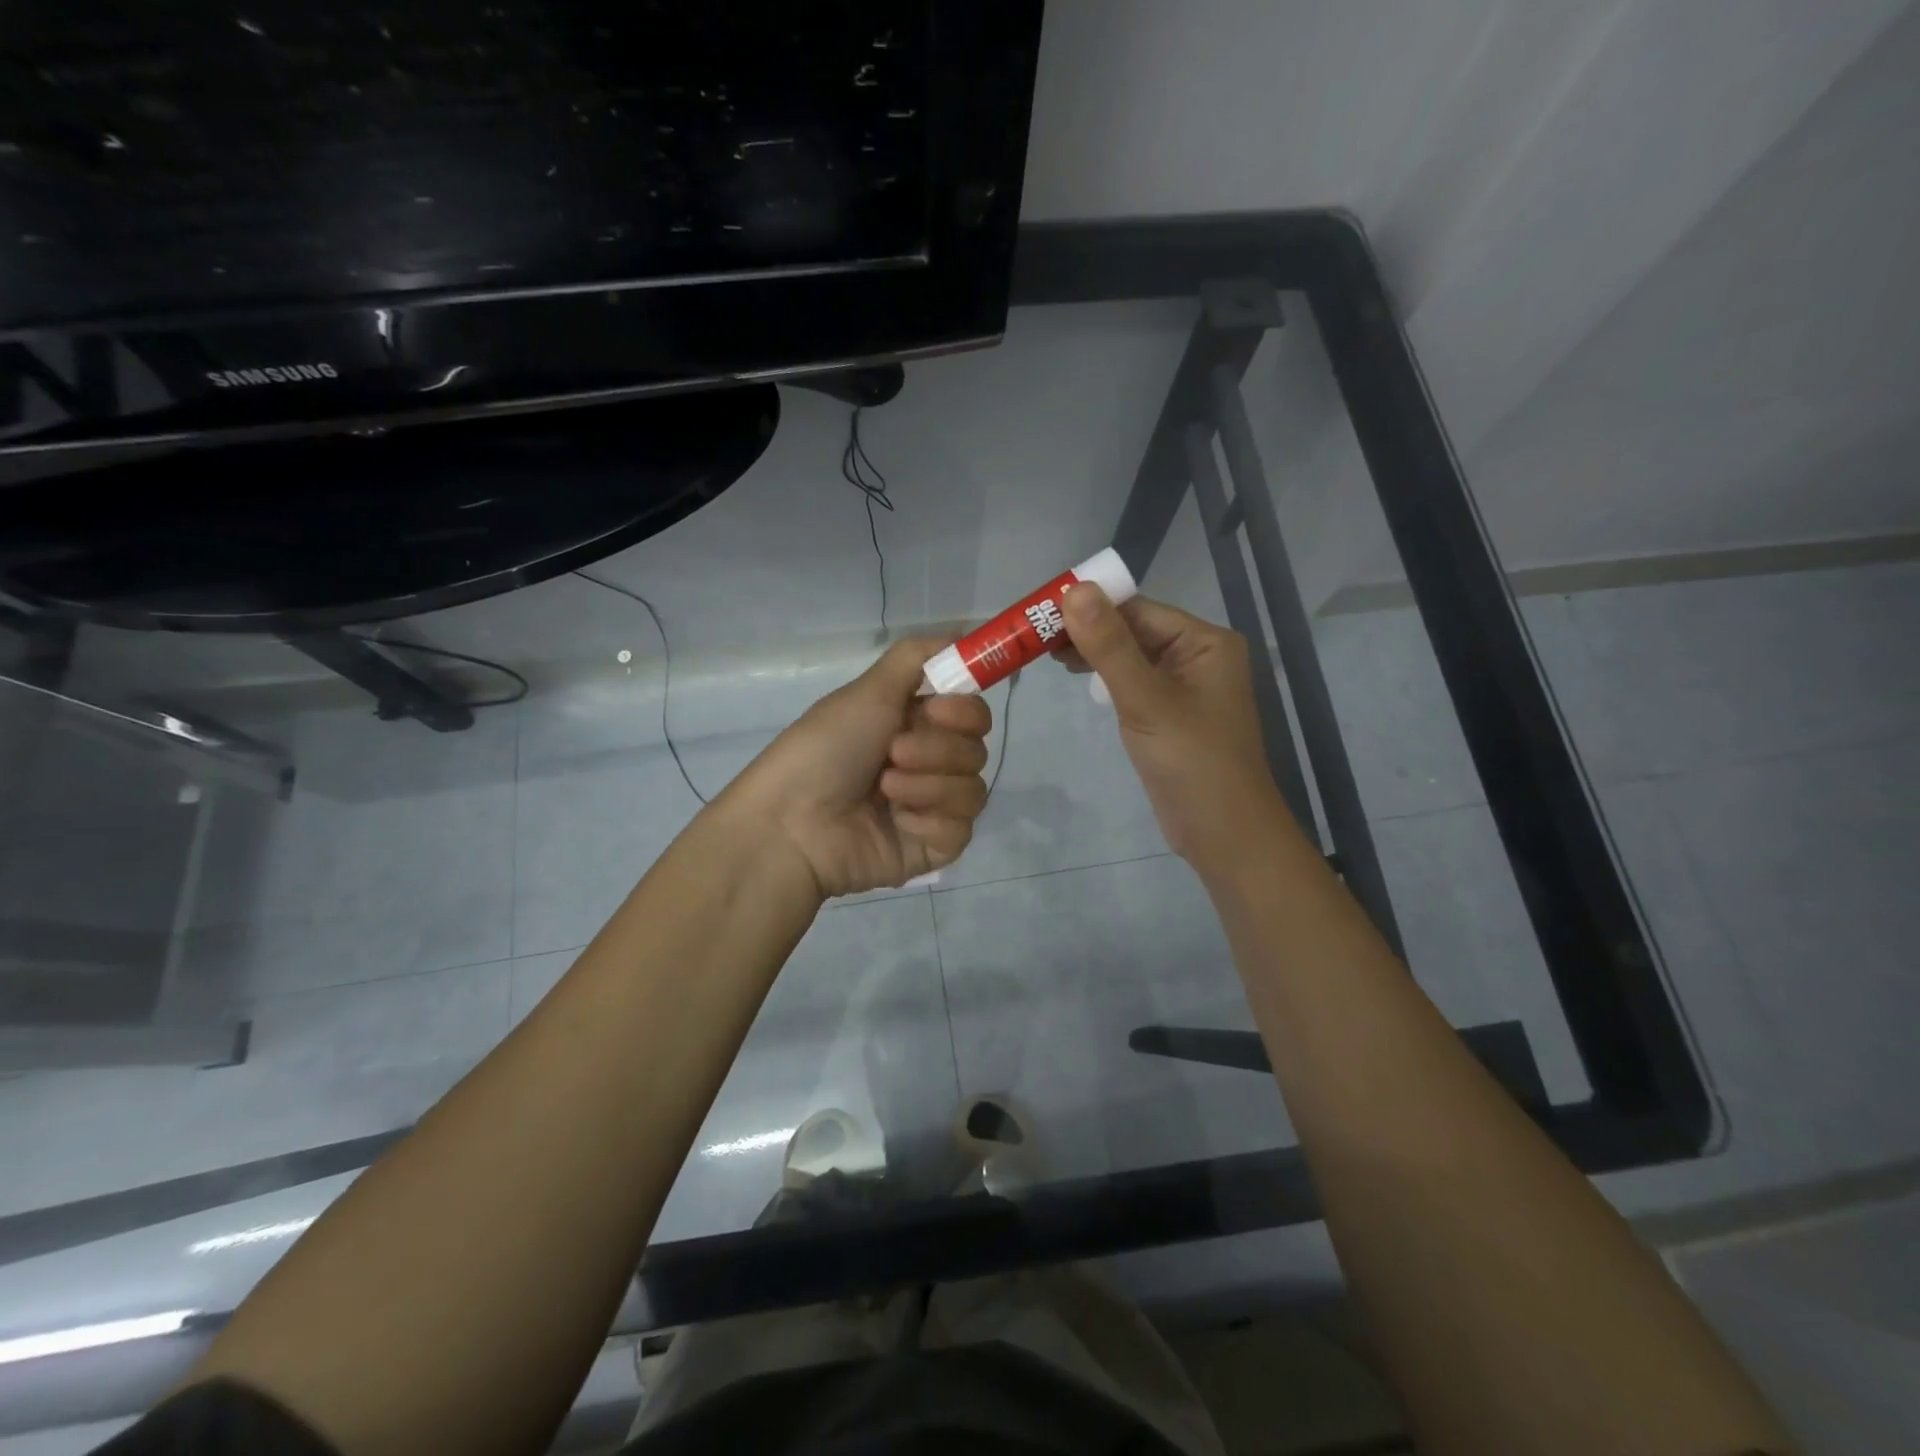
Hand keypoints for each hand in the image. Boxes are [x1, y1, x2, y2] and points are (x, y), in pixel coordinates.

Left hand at [727, 637, 992, 898]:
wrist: (792, 823)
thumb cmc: (825, 749)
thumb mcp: (868, 691)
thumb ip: (917, 657)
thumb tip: (963, 632)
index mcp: (914, 726)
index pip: (972, 714)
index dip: (964, 710)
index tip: (937, 709)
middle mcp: (928, 764)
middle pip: (976, 750)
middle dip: (937, 749)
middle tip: (893, 752)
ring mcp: (933, 808)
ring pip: (973, 789)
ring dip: (928, 784)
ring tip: (884, 790)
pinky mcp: (934, 847)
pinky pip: (960, 827)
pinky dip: (928, 819)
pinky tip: (896, 821)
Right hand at [1057, 585, 1296, 871]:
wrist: (1223, 834)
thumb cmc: (1191, 762)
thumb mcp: (1145, 700)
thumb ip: (1110, 646)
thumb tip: (1075, 590)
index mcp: (1205, 642)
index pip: (1138, 609)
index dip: (1090, 606)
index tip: (1040, 612)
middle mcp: (1198, 656)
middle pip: (1134, 629)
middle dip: (1088, 630)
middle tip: (1034, 636)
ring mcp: (1185, 686)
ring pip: (1130, 656)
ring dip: (1093, 653)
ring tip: (1046, 653)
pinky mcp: (1171, 713)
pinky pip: (1134, 682)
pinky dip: (1106, 677)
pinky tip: (1079, 678)